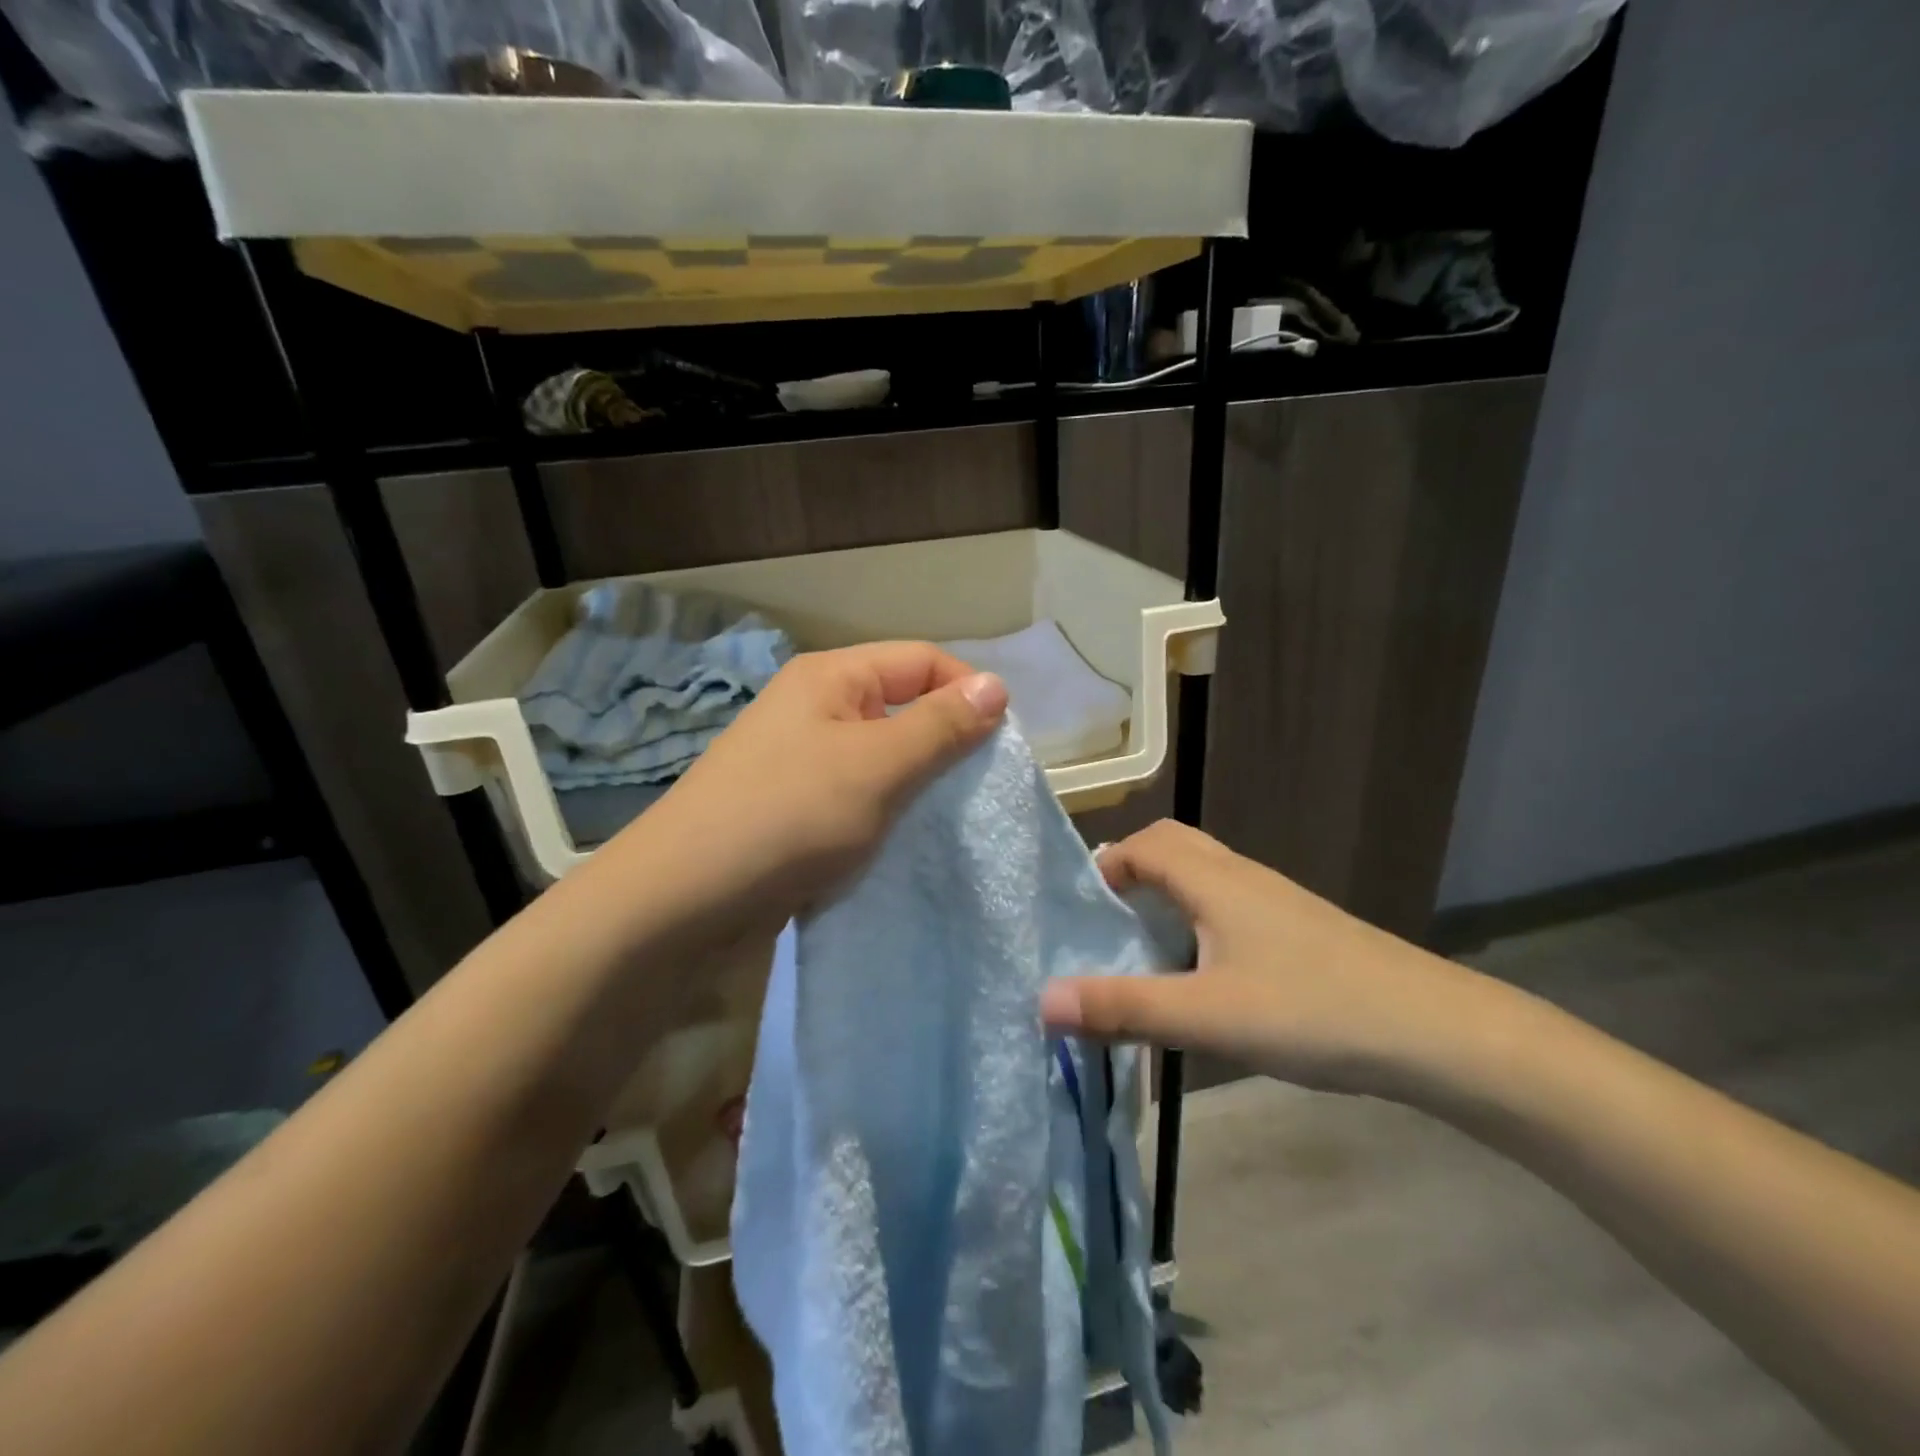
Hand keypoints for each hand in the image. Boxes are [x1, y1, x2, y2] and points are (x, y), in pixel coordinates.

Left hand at [617, 642, 1007, 927]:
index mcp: (831, 676)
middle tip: (977, 789)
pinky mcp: (793, 805)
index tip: (1001, 745)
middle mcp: (814, 707)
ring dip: (916, 782)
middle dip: (945, 742)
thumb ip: (940, 726)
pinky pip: (856, 793)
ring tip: (945, 819)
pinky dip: (886, 811)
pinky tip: (902, 840)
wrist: (683, 899)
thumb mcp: (878, 766)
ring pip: (881, 755)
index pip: (922, 660)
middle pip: (901, 705)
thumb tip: (997, 686)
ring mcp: (800, 758)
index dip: (968, 692)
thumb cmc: (789, 816)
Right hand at [1039, 820, 1502, 1097]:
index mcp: (1214, 880)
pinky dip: (1198, 920)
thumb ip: (1123, 1007)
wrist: (1434, 1032)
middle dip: (1132, 872)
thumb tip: (1042, 1001)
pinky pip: (1230, 904)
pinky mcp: (1299, 929)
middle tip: (1105, 923)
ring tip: (1142, 948)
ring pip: (1205, 876)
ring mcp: (1276, 901)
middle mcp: (1242, 877)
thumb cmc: (1311, 1011)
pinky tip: (1204, 974)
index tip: (1078, 910)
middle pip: (1174, 848)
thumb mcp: (1206, 1015)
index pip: (1144, 844)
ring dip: (1166, 896)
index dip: (1105, 865)